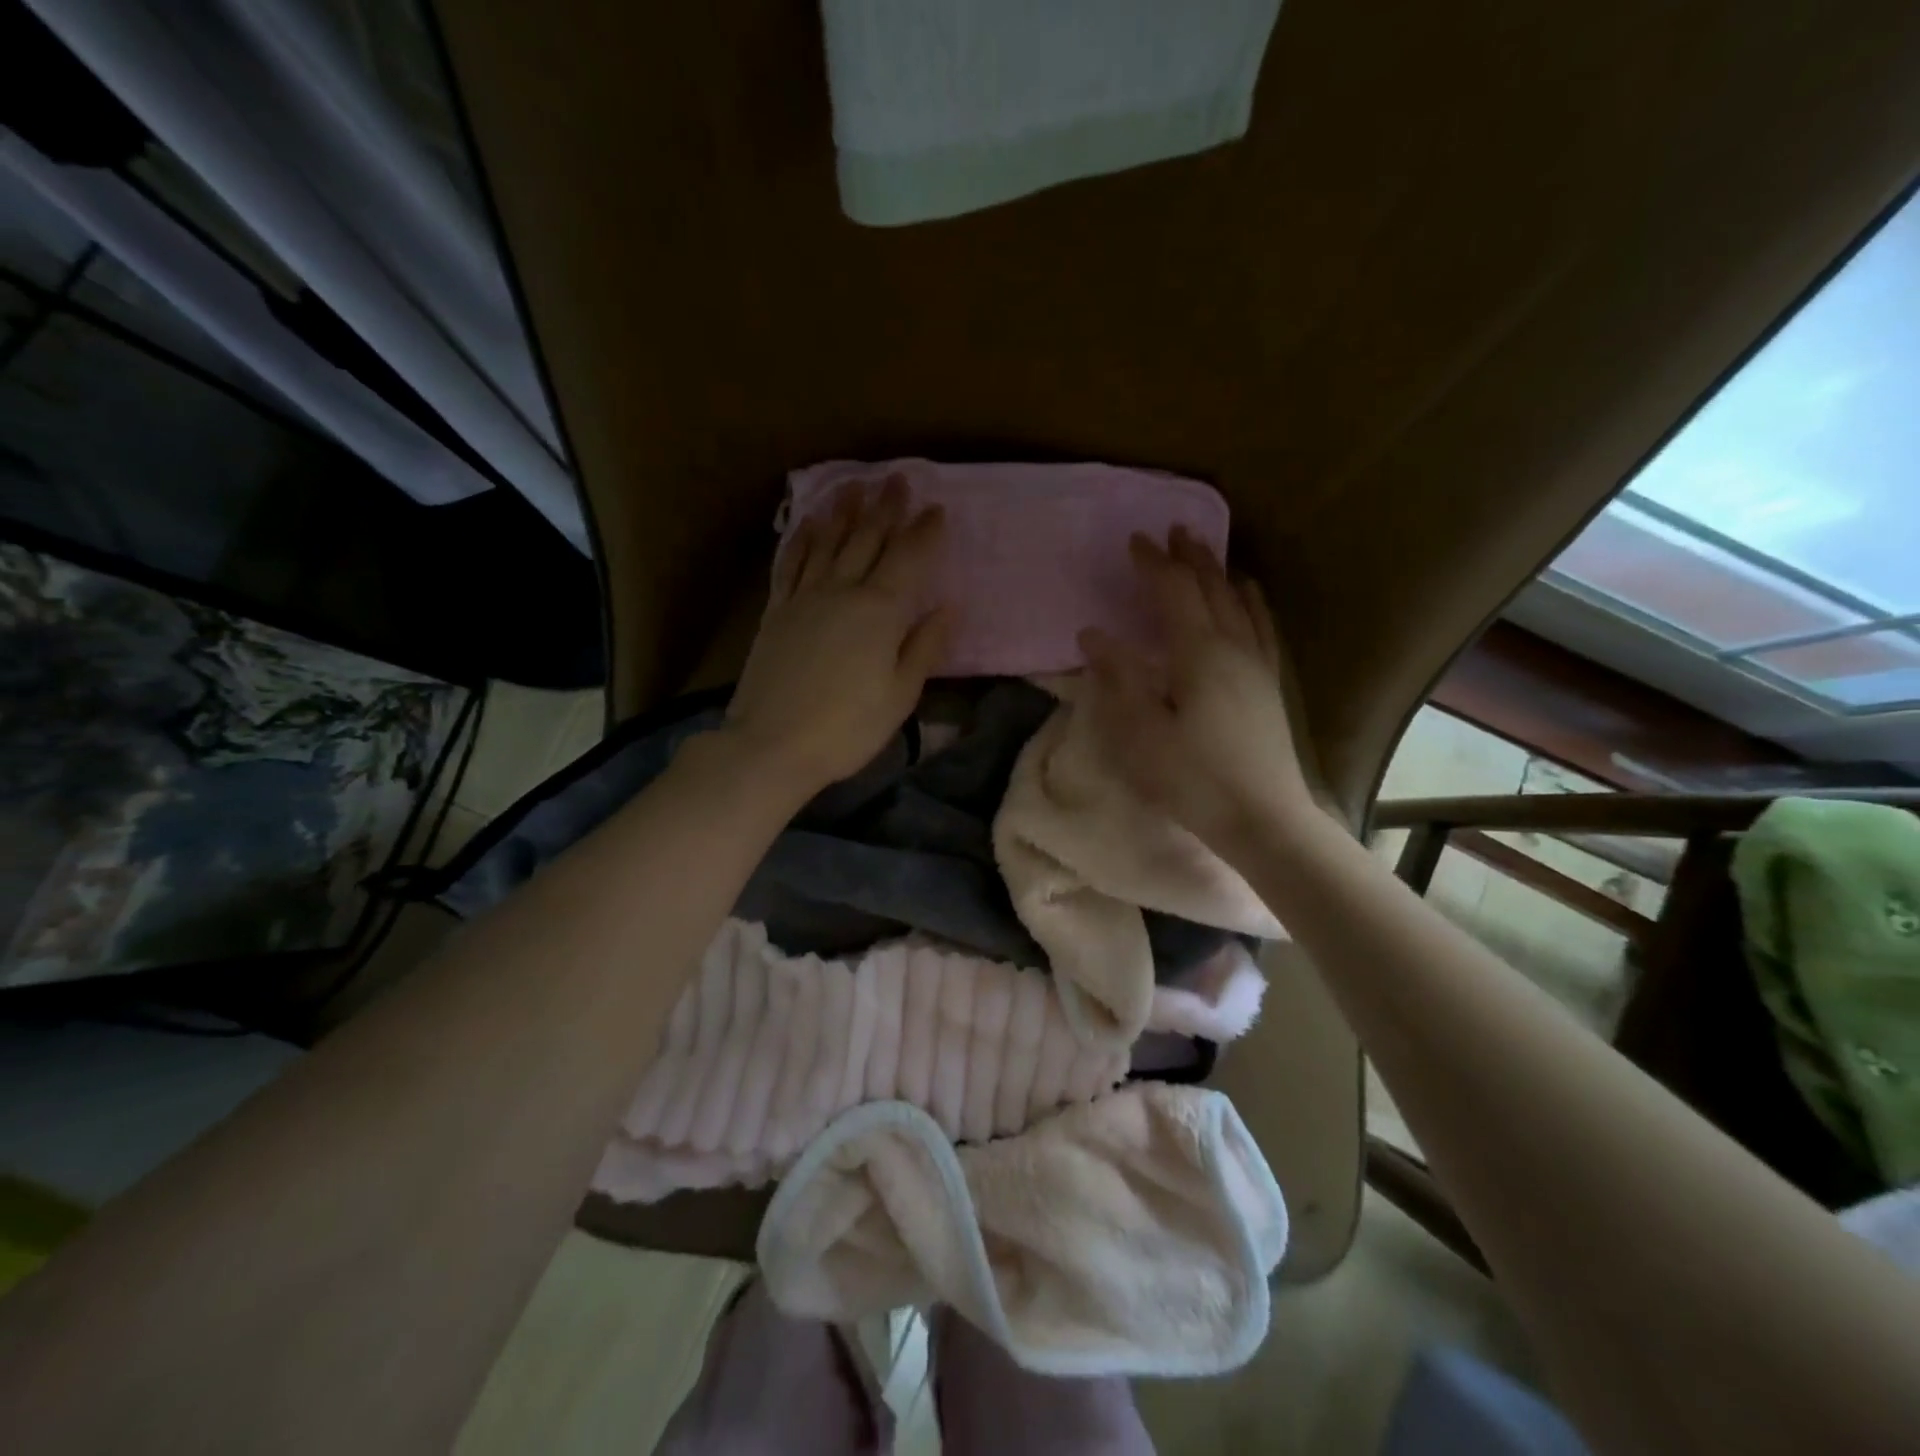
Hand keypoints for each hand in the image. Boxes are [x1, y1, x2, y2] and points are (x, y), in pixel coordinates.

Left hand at [724, 475, 951, 795]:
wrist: (772, 745)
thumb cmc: (847, 728)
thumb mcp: (900, 696)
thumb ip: (924, 647)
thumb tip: (947, 608)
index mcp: (880, 612)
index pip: (908, 560)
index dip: (924, 532)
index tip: (937, 508)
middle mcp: (842, 592)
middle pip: (868, 540)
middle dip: (886, 508)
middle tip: (898, 478)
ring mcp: (805, 598)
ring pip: (828, 543)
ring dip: (844, 511)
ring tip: (855, 485)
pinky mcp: (777, 611)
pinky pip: (792, 563)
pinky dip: (803, 539)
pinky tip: (810, 523)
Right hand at [1078, 528, 1318, 855]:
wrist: (1263, 818)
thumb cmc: (1193, 780)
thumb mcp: (1141, 734)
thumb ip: (1118, 679)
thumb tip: (1094, 635)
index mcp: (1198, 654)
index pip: (1173, 593)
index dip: (1153, 564)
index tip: (1135, 540)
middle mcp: (1232, 647)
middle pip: (1210, 588)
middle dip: (1189, 557)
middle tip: (1173, 530)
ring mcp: (1257, 665)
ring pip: (1239, 602)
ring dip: (1218, 572)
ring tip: (1206, 550)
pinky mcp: (1269, 685)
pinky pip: (1261, 626)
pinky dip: (1251, 601)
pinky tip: (1248, 595)